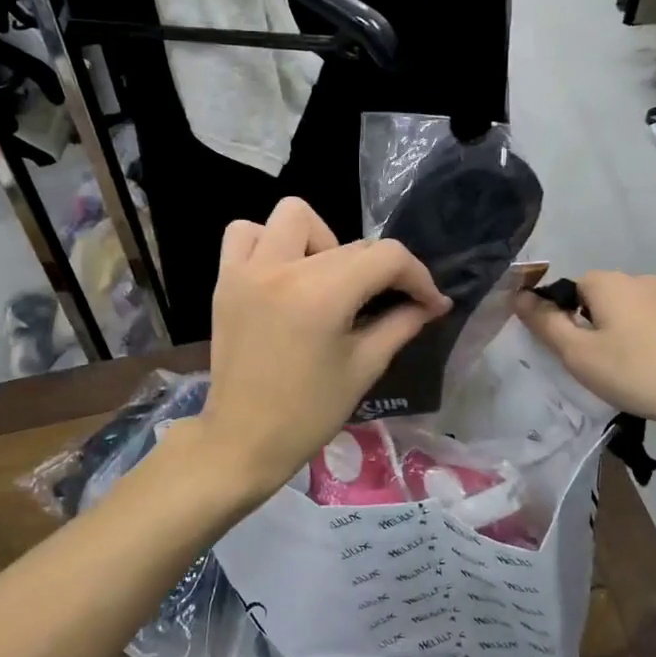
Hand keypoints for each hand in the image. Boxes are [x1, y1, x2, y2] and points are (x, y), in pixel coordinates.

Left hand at [197, 198, 449, 506]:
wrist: (242, 440)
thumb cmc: (308, 413)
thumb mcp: (364, 367)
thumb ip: (400, 324)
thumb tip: (430, 304)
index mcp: (322, 295)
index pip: (386, 257)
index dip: (418, 276)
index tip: (429, 302)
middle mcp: (283, 269)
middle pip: (350, 243)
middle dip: (378, 270)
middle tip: (384, 302)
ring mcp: (248, 270)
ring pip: (293, 216)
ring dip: (320, 239)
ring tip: (325, 279)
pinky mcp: (226, 280)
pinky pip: (244, 233)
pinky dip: (269, 242)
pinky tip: (283, 272)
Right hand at [515, 271, 655, 436]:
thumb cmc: (636, 373)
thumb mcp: (578, 355)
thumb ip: (545, 323)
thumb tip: (519, 296)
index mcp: (610, 283)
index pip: (573, 287)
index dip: (567, 317)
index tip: (575, 349)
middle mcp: (643, 280)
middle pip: (606, 296)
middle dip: (599, 322)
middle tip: (603, 362)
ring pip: (639, 309)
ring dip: (631, 328)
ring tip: (636, 367)